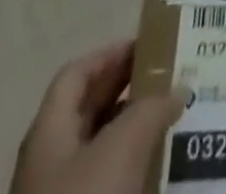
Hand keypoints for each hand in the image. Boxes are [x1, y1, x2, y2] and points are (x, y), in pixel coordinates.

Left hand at [13, 41, 186, 193]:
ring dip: (135, 129)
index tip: (152, 45)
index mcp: (48, 131)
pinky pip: (107, 183)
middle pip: (90, 109)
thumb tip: (176, 90)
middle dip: (130, 89)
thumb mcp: (123, 146)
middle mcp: (49, 160)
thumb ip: (152, 108)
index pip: (78, 73)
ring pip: (100, 148)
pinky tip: (162, 169)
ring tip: (175, 119)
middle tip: (171, 76)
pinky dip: (133, 168)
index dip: (112, 53)